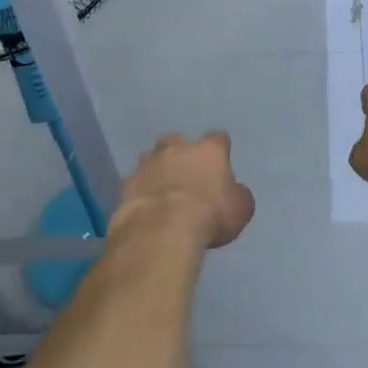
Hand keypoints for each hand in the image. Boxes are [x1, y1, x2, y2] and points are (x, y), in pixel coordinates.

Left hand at [117, 132, 254, 248]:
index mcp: (209, 150)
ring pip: (152, 158)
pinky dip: (141, 190)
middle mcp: (177, 148)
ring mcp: (148, 163)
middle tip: (186, 173)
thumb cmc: (210, 215)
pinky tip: (145, 205)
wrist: (162, 229)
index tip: (221, 161)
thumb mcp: (240, 208)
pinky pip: (136, 182)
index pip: (218, 138)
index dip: (220, 149)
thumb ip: (237, 194)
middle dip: (181, 153)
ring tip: (162, 188)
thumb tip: (233, 192)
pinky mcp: (127, 182)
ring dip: (158, 169)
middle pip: (178, 141)